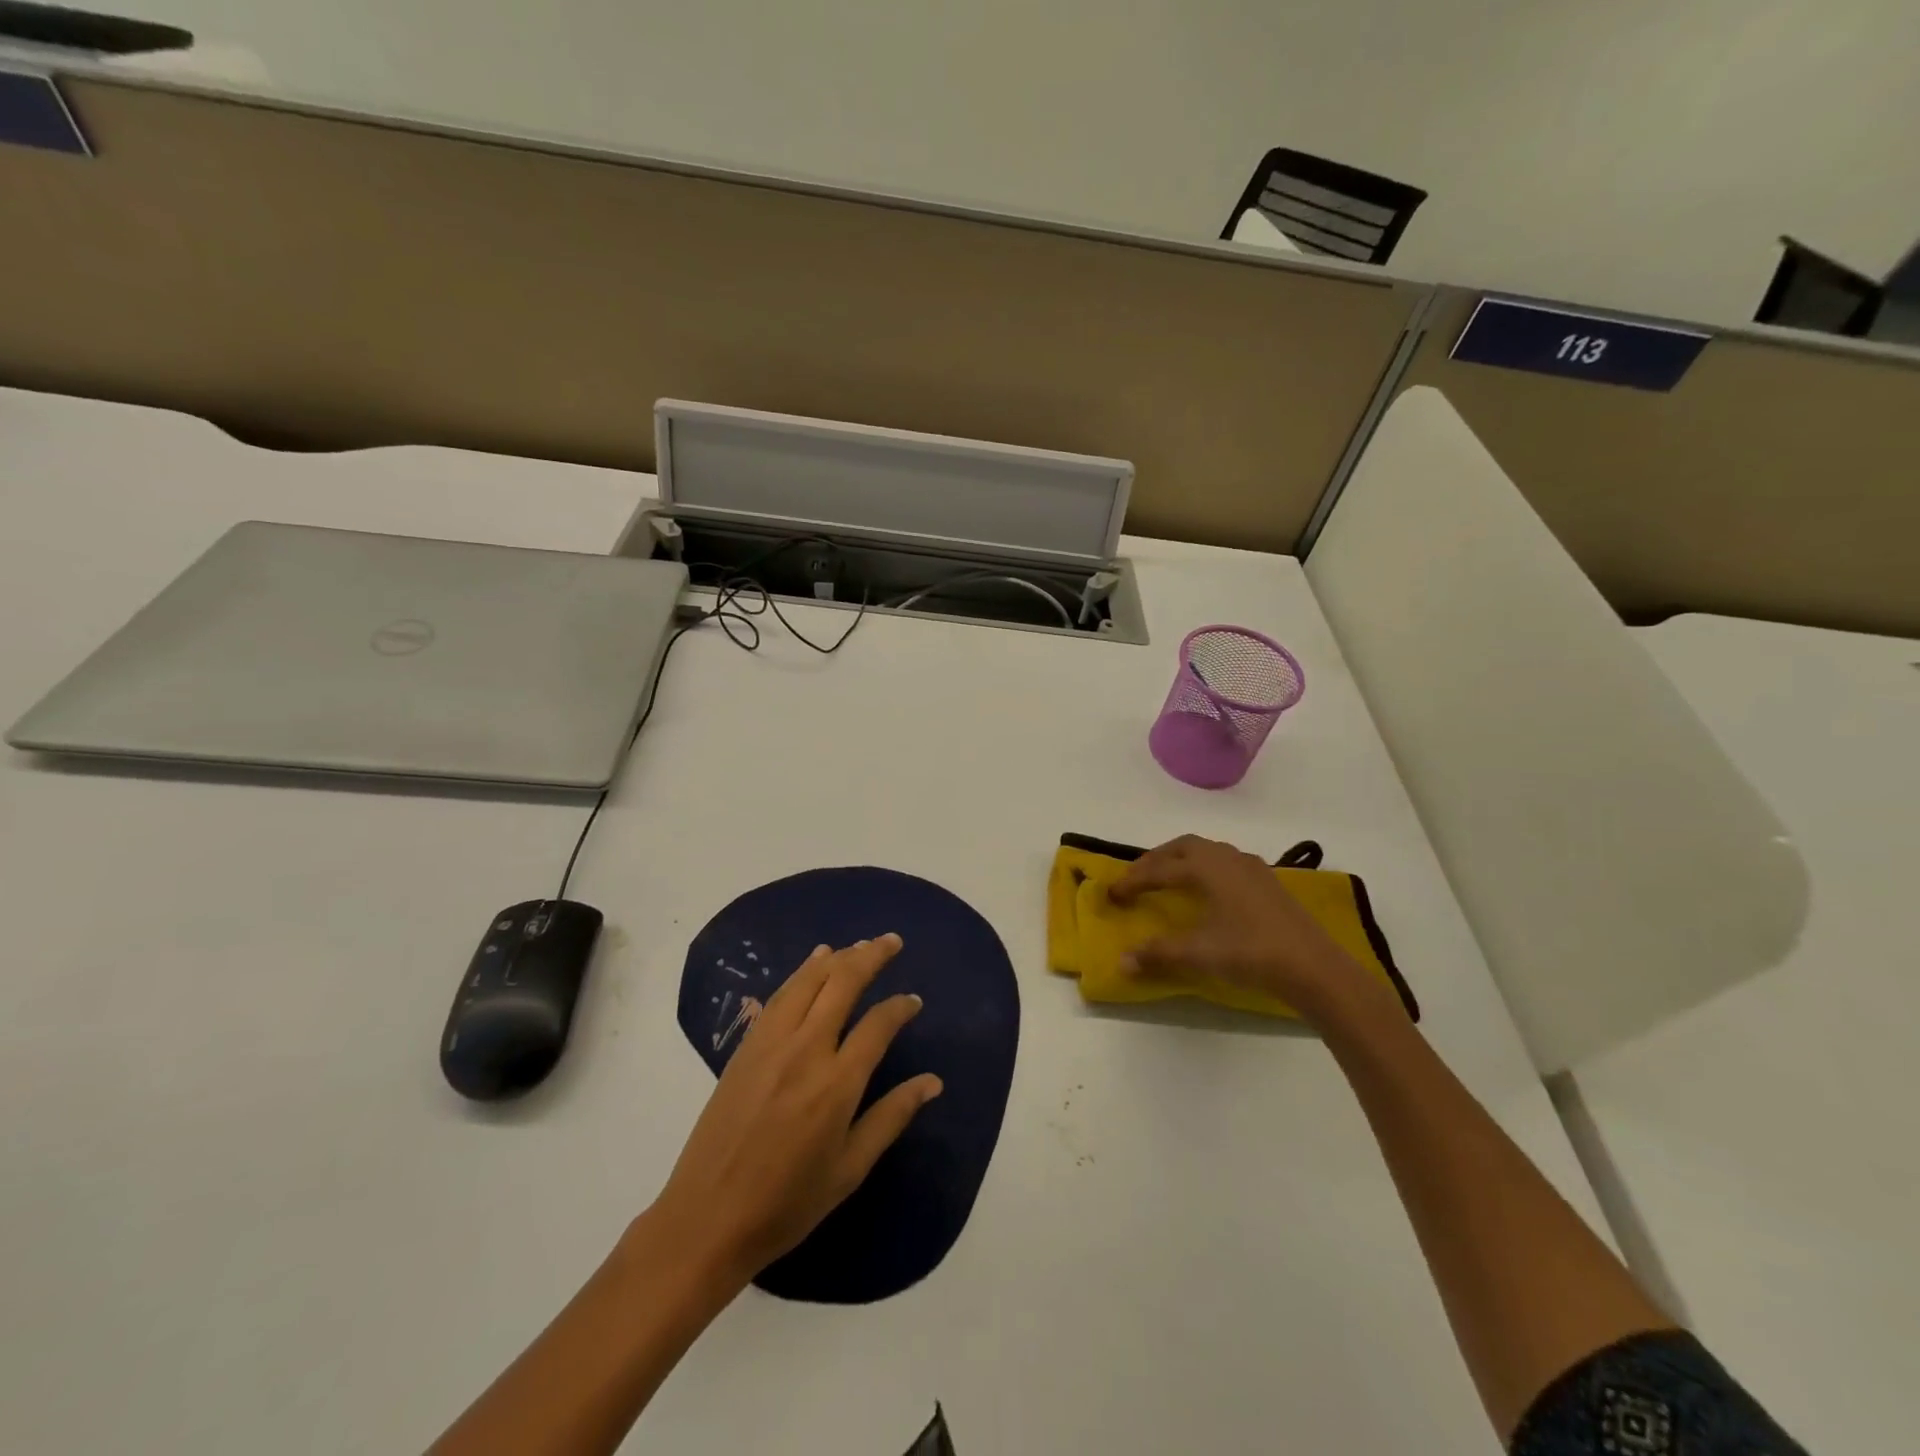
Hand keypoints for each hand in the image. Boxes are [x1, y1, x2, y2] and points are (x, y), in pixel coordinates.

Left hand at [648, 934, 942, 1289]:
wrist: (707, 1219)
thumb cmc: (787, 1203)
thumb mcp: (849, 1169)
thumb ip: (891, 1117)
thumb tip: (933, 1082)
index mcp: (837, 1083)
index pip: (878, 1024)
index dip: (900, 1008)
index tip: (914, 1001)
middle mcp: (806, 1050)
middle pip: (843, 983)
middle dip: (871, 956)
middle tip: (892, 941)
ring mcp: (771, 1043)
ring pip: (809, 980)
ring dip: (837, 957)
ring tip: (858, 945)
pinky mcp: (746, 1046)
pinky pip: (780, 995)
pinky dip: (802, 972)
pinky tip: (813, 963)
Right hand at [1107, 835, 1377, 1024]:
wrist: (1315, 967)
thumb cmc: (1251, 952)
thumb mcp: (1199, 953)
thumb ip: (1159, 953)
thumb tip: (1122, 962)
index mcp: (1207, 867)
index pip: (1159, 870)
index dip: (1132, 881)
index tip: (1111, 894)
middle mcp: (1227, 858)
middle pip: (1183, 847)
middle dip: (1155, 860)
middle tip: (1136, 878)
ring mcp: (1252, 868)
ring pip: (1207, 852)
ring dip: (1182, 861)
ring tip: (1168, 880)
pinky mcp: (1268, 882)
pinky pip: (1226, 863)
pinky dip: (1206, 869)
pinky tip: (1208, 891)